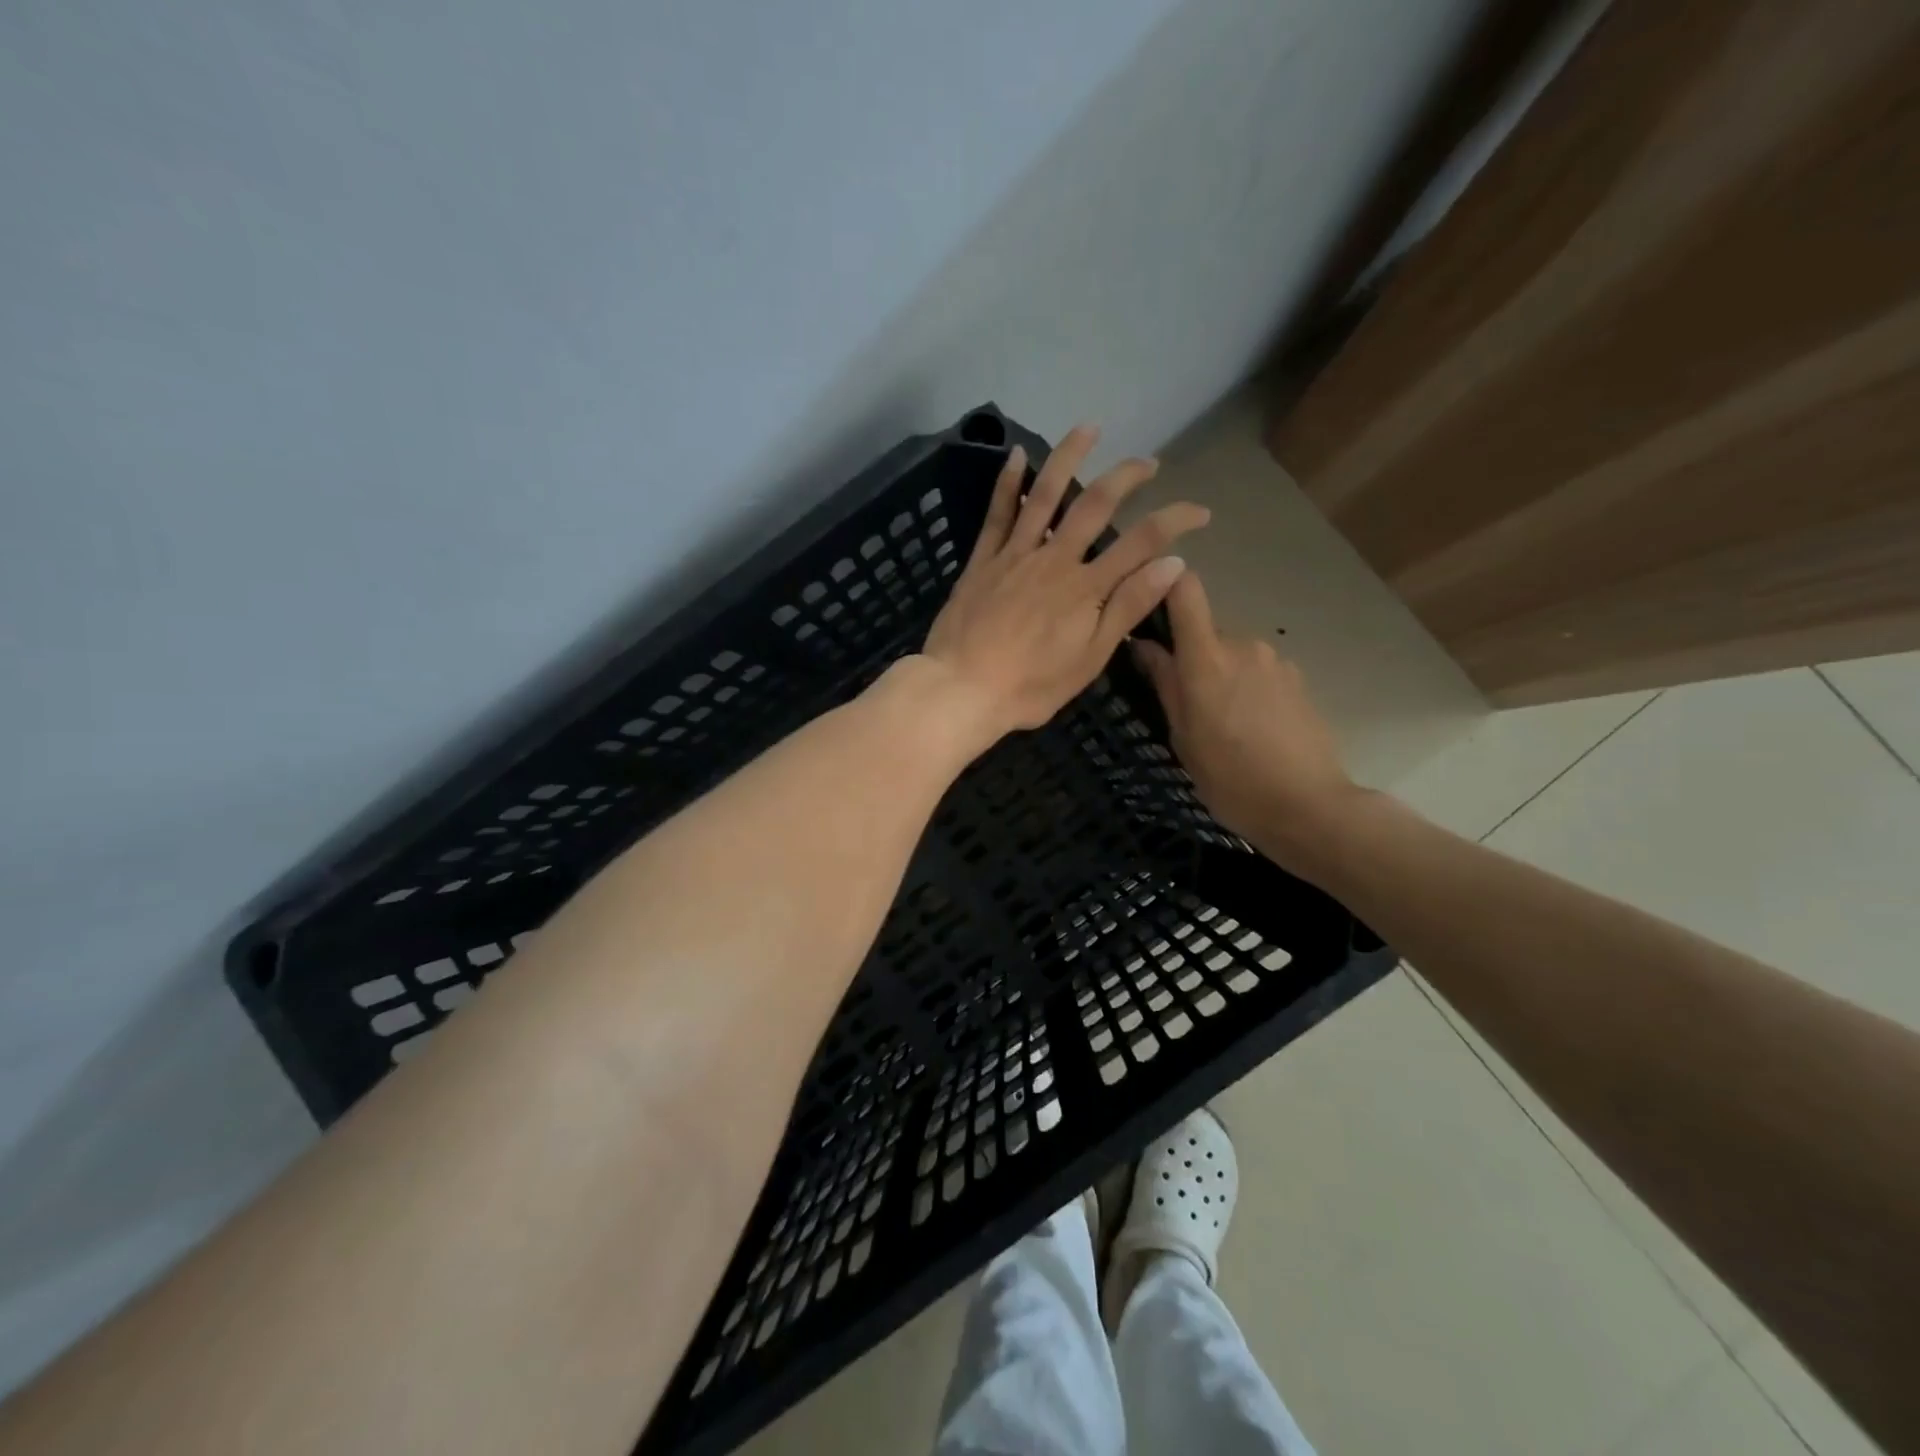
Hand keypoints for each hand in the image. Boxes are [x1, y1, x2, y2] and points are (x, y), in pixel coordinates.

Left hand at [920, 424, 1208, 745]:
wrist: (962, 690)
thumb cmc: (1030, 686)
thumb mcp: (1090, 658)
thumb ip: (1127, 608)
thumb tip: (1173, 564)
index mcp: (1085, 587)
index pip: (1142, 542)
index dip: (1175, 520)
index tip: (1200, 510)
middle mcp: (1054, 559)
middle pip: (1095, 504)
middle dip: (1127, 477)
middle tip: (1147, 462)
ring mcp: (1015, 555)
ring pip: (1045, 495)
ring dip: (1069, 457)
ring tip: (1089, 428)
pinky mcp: (982, 561)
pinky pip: (997, 514)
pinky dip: (1008, 483)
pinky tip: (1017, 456)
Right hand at [1132, 573, 1357, 873]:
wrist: (1308, 806)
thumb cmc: (1231, 779)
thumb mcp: (1183, 737)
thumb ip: (1165, 683)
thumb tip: (1145, 646)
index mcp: (1207, 658)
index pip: (1187, 591)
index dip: (1167, 585)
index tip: (1150, 602)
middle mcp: (1244, 646)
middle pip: (1207, 630)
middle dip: (1193, 656)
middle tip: (1187, 702)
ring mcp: (1276, 661)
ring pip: (1234, 653)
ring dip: (1223, 674)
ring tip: (1224, 722)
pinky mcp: (1298, 679)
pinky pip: (1260, 671)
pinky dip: (1249, 688)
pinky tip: (1254, 728)